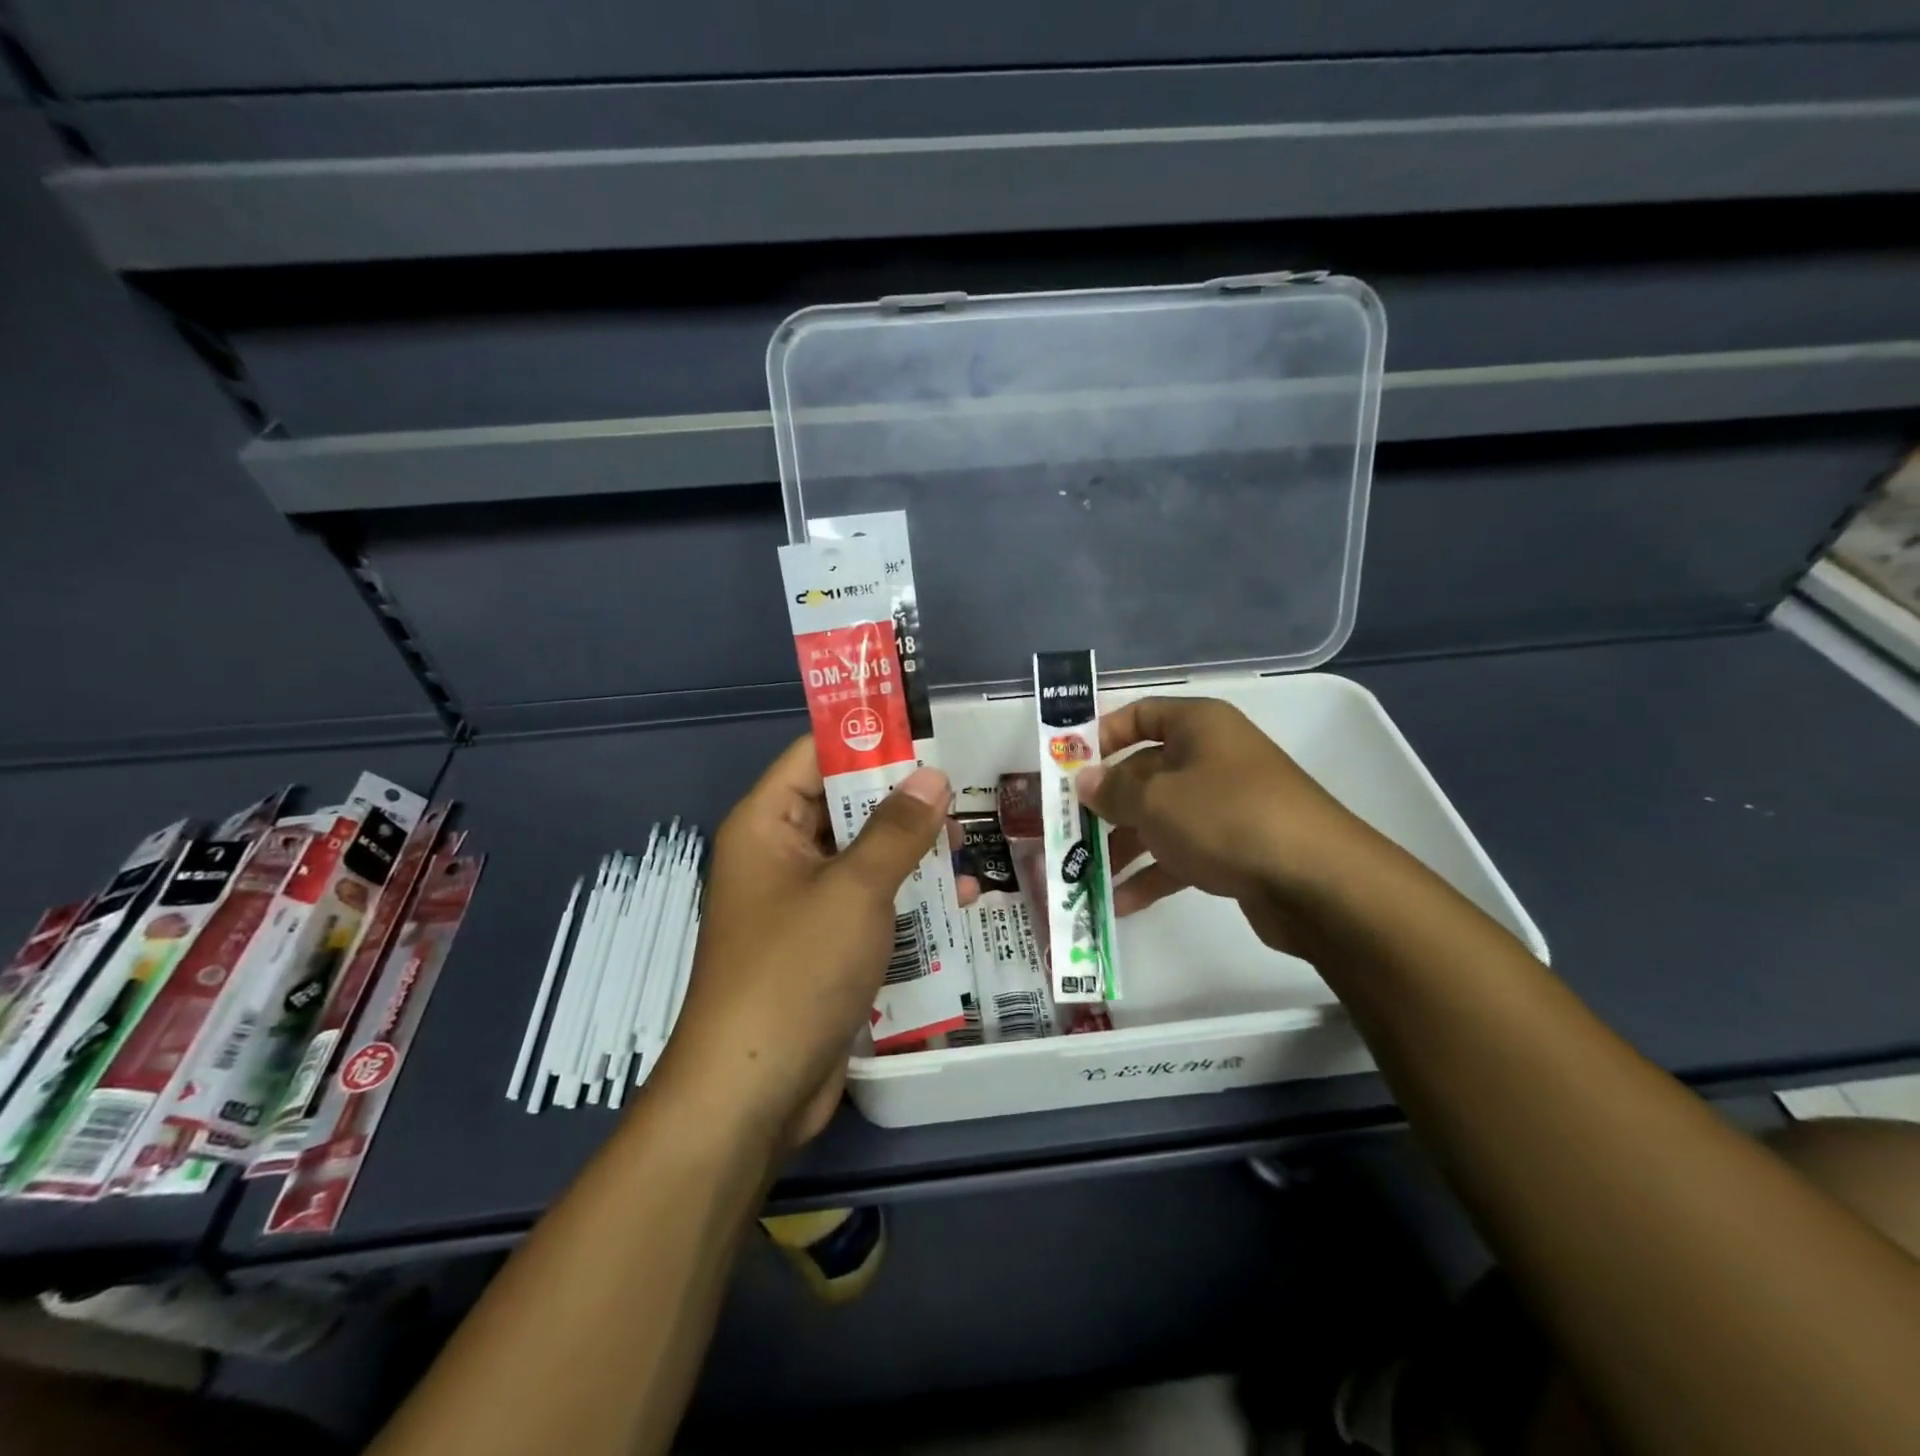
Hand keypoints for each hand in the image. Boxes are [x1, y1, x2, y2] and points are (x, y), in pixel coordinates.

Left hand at [658, 737, 970, 1150]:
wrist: (753, 1092)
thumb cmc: (795, 970)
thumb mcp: (855, 889)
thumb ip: (897, 829)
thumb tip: (933, 775)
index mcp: (768, 825)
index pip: (816, 756)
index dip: (869, 738)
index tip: (927, 734)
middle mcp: (780, 856)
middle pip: (845, 807)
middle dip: (903, 802)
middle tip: (963, 796)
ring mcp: (801, 905)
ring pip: (863, 858)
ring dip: (912, 854)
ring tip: (969, 846)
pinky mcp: (822, 947)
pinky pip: (867, 905)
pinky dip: (906, 899)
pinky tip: (958, 902)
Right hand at [1076, 696, 1380, 954]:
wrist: (1318, 882)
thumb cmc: (1227, 818)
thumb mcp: (1156, 800)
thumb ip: (1112, 789)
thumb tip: (1083, 780)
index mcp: (1198, 726)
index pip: (1139, 715)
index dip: (1100, 736)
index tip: (1066, 767)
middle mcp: (1211, 758)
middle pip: (1144, 772)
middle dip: (1104, 803)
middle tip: (1065, 829)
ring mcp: (1225, 805)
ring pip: (1159, 817)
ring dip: (1121, 845)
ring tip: (1083, 874)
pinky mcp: (1235, 848)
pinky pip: (1181, 853)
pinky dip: (1152, 874)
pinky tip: (1120, 903)